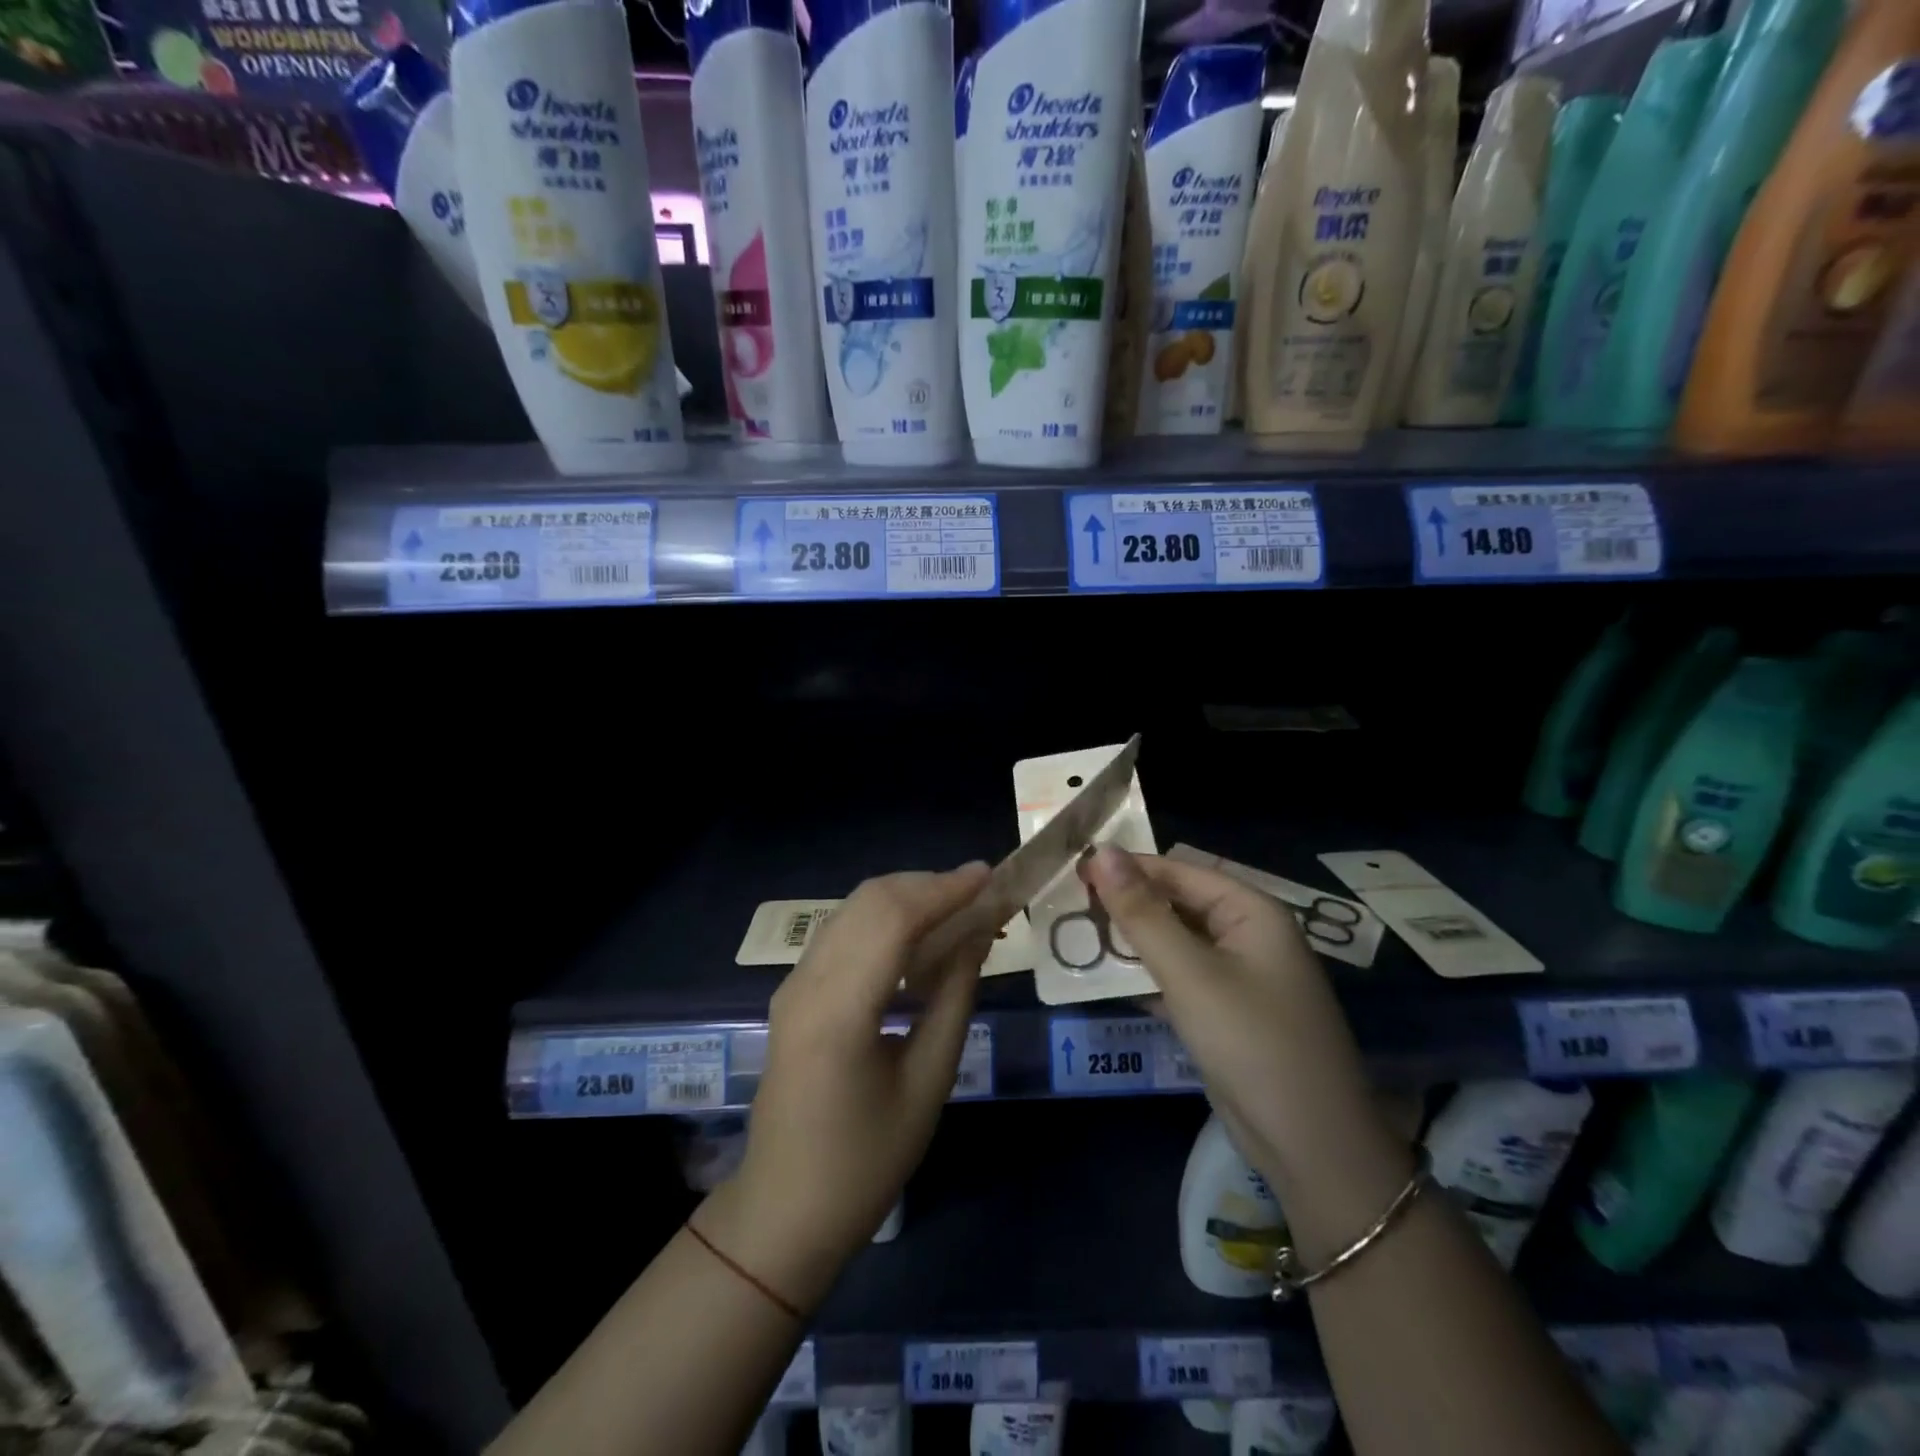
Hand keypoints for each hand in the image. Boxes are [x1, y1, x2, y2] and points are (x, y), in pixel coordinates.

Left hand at [697, 864, 991, 1311]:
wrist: (784, 1209)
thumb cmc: (865, 1163)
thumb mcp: (927, 1084)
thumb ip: (954, 1000)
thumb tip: (979, 936)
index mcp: (839, 1012)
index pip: (893, 919)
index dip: (944, 889)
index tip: (989, 876)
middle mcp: (807, 983)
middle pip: (869, 901)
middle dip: (927, 885)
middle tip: (979, 893)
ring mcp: (792, 984)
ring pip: (852, 909)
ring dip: (905, 897)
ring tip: (956, 909)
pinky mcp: (792, 991)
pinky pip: (841, 932)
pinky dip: (883, 919)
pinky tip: (916, 937)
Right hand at [1079, 847, 1408, 1215]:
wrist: (1311, 1147)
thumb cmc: (1252, 1043)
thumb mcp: (1189, 973)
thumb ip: (1142, 913)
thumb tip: (1101, 851)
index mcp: (1251, 911)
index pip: (1179, 871)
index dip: (1128, 867)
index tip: (1074, 871)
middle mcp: (1248, 934)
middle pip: (1177, 904)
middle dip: (1127, 905)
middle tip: (1069, 907)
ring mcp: (1239, 976)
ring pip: (1175, 942)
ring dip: (1131, 941)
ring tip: (1077, 937)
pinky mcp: (1226, 1012)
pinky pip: (1179, 978)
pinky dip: (1146, 975)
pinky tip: (1104, 979)